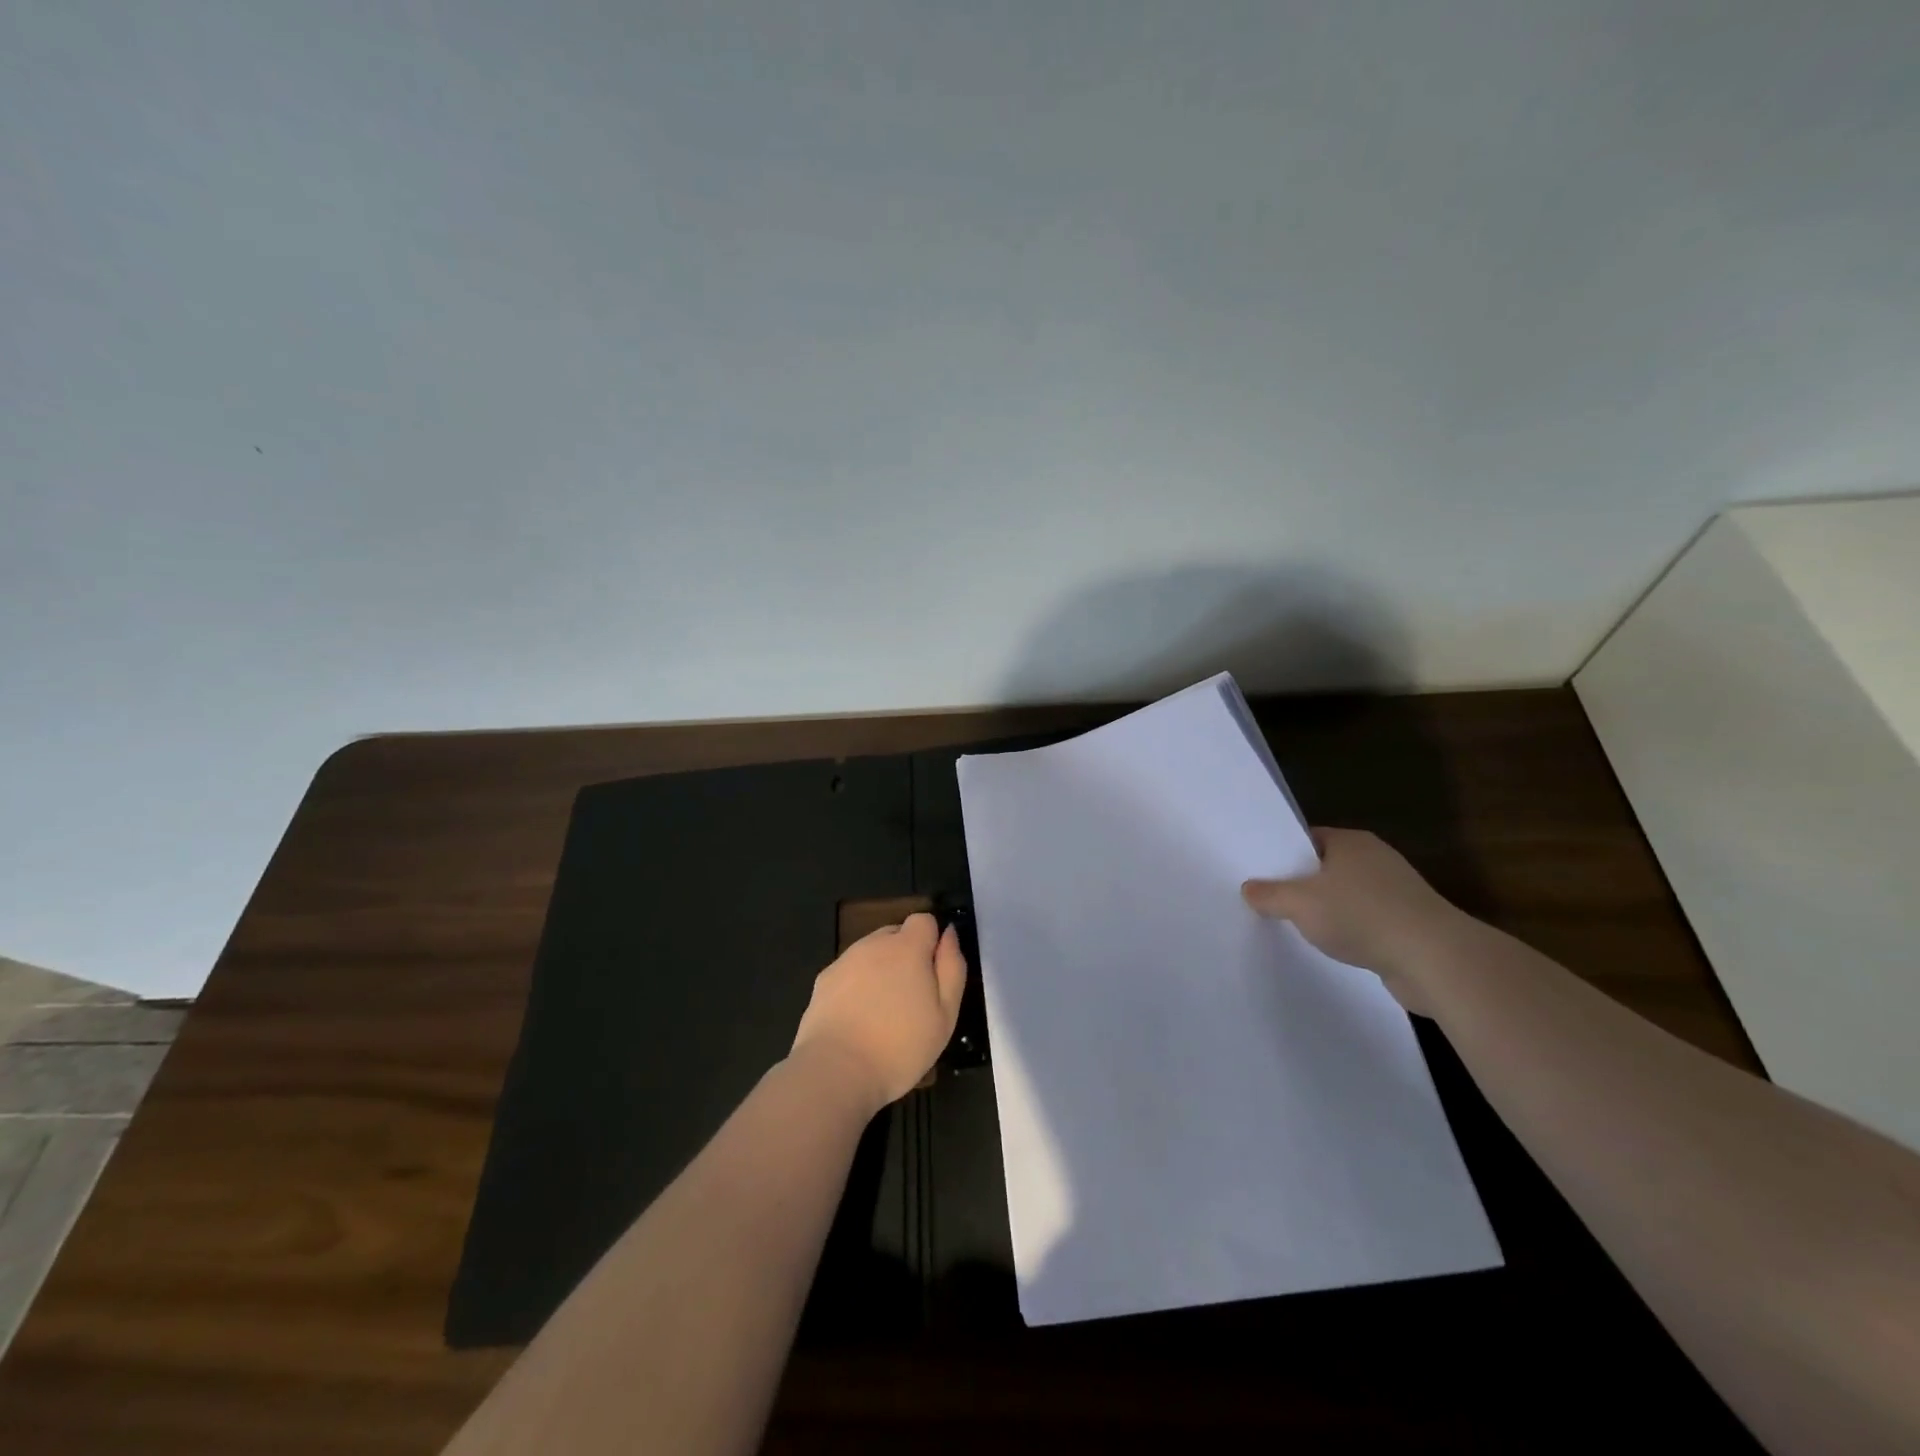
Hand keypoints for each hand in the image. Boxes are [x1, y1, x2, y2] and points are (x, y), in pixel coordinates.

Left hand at [790, 912, 965, 1111]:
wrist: (836, 1071)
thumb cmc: (900, 1046)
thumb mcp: (945, 1013)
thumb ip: (952, 967)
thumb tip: (948, 934)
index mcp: (907, 947)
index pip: (923, 920)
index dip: (931, 942)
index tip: (932, 974)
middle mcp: (873, 944)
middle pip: (896, 935)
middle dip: (906, 956)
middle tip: (911, 999)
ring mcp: (844, 961)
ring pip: (871, 954)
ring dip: (881, 970)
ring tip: (882, 1013)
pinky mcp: (823, 981)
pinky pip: (849, 973)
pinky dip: (857, 987)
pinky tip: (857, 1020)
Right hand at [1242, 828, 1462, 1013]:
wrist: (1435, 960)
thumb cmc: (1362, 916)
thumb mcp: (1300, 904)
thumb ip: (1270, 895)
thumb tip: (1248, 889)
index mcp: (1351, 842)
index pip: (1306, 838)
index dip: (1281, 853)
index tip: (1258, 872)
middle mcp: (1375, 859)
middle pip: (1325, 867)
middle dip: (1300, 884)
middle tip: (1267, 900)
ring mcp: (1396, 892)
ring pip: (1346, 896)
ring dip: (1325, 911)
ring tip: (1294, 926)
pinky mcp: (1408, 924)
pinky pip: (1365, 921)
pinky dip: (1349, 932)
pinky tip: (1332, 947)